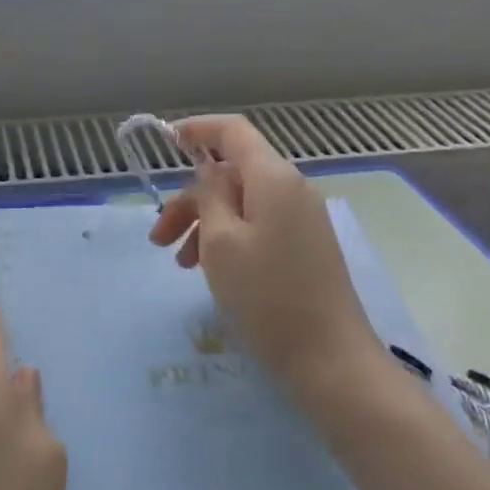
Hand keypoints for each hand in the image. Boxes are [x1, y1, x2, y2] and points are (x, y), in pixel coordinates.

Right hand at [148, 115, 381, 402]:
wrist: (331, 360)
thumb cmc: (267, 296)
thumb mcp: (222, 242)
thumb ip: (210, 196)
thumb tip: (211, 172)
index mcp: (274, 177)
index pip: (233, 131)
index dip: (198, 129)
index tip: (167, 141)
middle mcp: (292, 188)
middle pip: (232, 173)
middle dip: (191, 199)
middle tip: (158, 237)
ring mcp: (302, 218)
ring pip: (242, 203)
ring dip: (205, 224)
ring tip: (180, 264)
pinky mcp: (305, 246)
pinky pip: (258, 225)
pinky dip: (229, 238)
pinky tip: (211, 271)